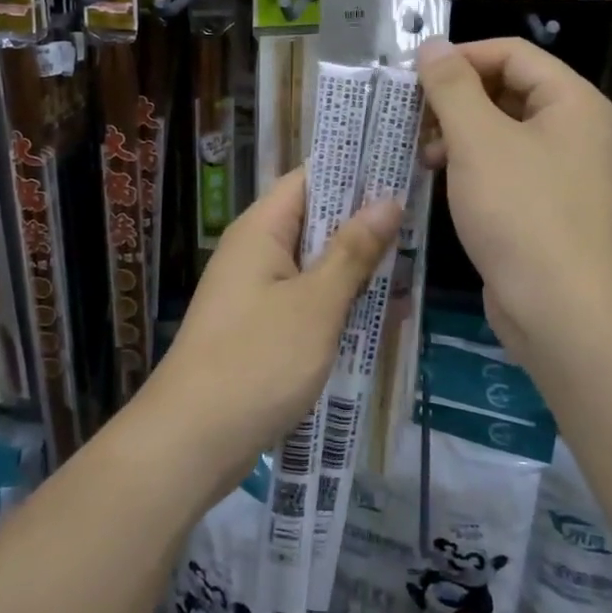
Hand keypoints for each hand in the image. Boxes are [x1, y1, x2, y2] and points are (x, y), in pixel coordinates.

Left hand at [140, 169, 398, 493]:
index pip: (309, 179)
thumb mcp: (317, 303)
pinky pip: (305, 299)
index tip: (402, 172)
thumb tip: (387, 199)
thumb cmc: (258, 361)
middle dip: (364, 225)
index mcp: (262, 229)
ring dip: (356, 269)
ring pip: (314, 263)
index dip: (354, 172)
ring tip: (411, 272)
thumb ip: (353, 250)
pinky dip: (338, 303)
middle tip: (419, 227)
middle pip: (315, 220)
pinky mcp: (259, 327)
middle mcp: (255, 251)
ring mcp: (255, 290)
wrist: (192, 440)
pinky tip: (380, 317)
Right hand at [417, 38, 611, 350]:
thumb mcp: (478, 140)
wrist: (559, 308)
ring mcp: (560, 169)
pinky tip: (438, 178)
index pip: (511, 53)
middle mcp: (572, 128)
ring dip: (457, 132)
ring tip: (421, 151)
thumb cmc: (520, 211)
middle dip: (456, 98)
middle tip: (412, 115)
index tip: (414, 76)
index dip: (461, 57)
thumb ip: (452, 87)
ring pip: (500, 130)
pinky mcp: (543, 204)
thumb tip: (432, 46)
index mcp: (570, 100)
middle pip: (506, 89)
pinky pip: (502, 166)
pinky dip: (470, 164)